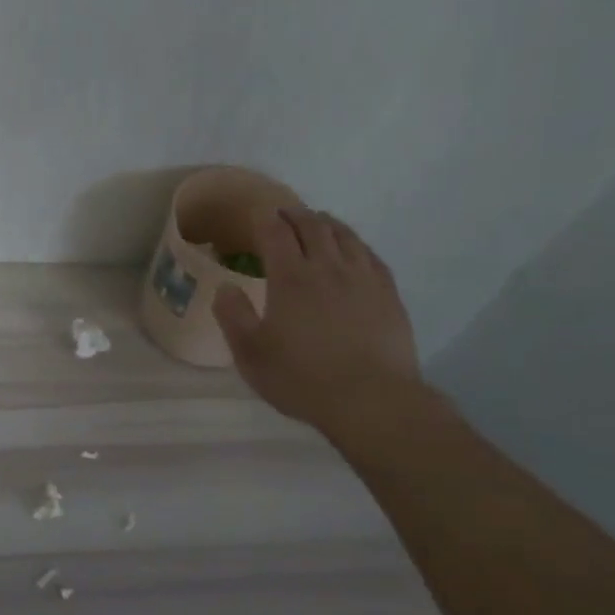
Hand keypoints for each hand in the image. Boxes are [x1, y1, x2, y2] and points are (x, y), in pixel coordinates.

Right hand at [212, 207, 422, 434]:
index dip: (264, 219)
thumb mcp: (250, 354)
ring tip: (317, 221)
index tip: (256, 213)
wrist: (372, 401)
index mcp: (291, 278)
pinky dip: (355, 243)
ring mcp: (363, 278)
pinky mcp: (388, 294)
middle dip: (294, 214)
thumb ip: (233, 316)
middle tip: (283, 213)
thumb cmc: (302, 378)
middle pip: (312, 226)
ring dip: (326, 223)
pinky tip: (353, 249)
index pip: (275, 233)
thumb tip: (225, 286)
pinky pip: (370, 255)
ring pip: (344, 236)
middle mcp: (328, 268)